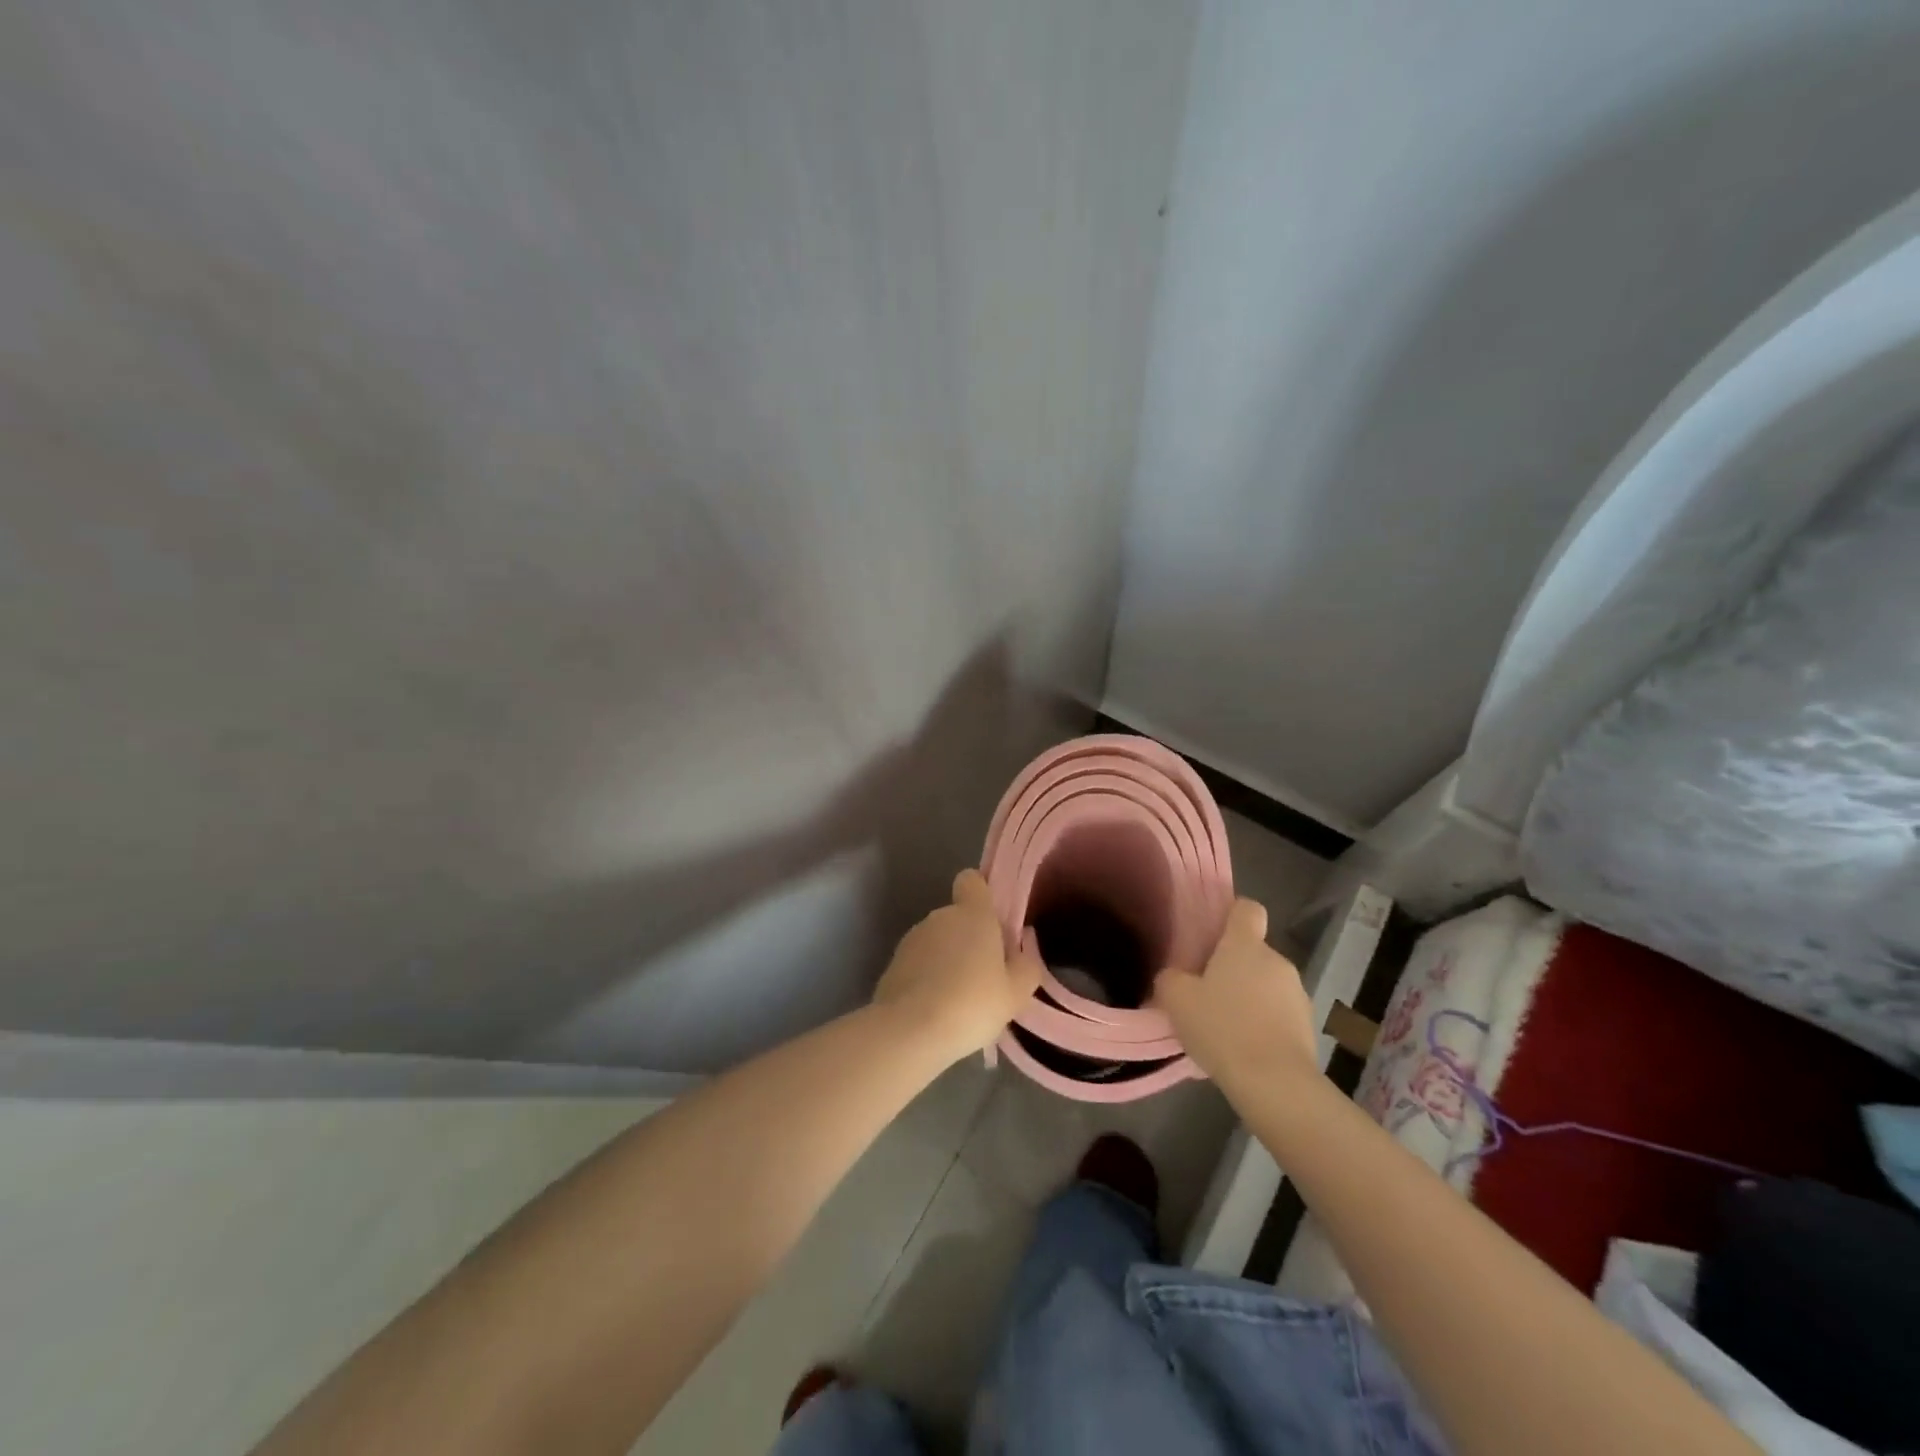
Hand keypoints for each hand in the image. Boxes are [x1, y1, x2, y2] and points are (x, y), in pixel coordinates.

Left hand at [873, 869, 1043, 1062]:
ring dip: (947, 960)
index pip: (972, 880)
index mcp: (972, 914)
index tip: (993, 923)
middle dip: (970, 939)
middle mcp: (940, 917)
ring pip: (937, 941)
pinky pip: (919, 963)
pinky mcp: (893, 963)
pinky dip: (927, 978)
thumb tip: (1024, 947)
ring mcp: (912, 938)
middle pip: (958, 917)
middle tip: (985, 976)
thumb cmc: (972, 1004)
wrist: (910, 1031)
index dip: (982, 896)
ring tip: (959, 1000)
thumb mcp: (1015, 993)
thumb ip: (1026, 966)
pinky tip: (935, 1009)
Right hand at [1154, 898, 1318, 1090]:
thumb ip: (1171, 978)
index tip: (1212, 933)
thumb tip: (1175, 976)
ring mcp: (1298, 994)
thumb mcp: (1176, 1000)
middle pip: (1253, 951)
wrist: (1275, 1084)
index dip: (1230, 914)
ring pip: (1266, 984)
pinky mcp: (1308, 1027)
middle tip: (1206, 992)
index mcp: (1245, 945)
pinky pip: (1279, 1014)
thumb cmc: (1222, 1028)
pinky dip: (1264, 1024)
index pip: (1246, 908)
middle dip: (1233, 967)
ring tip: (1224, 1026)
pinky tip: (1244, 1048)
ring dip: (1250, 997)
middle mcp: (1277, 961)